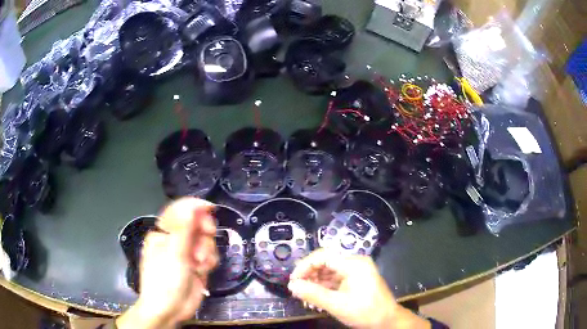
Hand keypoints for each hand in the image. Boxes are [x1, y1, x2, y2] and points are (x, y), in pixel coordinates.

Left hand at [117, 198, 218, 328]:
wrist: (170, 310)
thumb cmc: (165, 280)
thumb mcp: (173, 253)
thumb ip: (184, 228)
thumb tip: (191, 205)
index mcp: (163, 233)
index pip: (179, 212)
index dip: (194, 207)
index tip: (209, 208)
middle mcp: (175, 241)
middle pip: (196, 225)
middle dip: (203, 232)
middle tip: (208, 234)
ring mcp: (186, 254)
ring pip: (205, 241)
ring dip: (206, 250)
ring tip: (199, 263)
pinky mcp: (197, 266)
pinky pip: (209, 255)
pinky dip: (209, 261)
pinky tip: (202, 270)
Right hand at [288, 249, 429, 328]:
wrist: (387, 321)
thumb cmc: (365, 312)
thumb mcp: (337, 305)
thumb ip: (313, 294)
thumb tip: (292, 286)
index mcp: (354, 264)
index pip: (323, 256)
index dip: (305, 266)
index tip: (293, 280)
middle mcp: (355, 263)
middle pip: (326, 262)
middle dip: (309, 275)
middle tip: (297, 289)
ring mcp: (356, 271)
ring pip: (329, 271)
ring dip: (315, 282)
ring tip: (304, 295)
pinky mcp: (356, 279)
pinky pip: (336, 278)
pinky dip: (324, 286)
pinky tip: (316, 297)